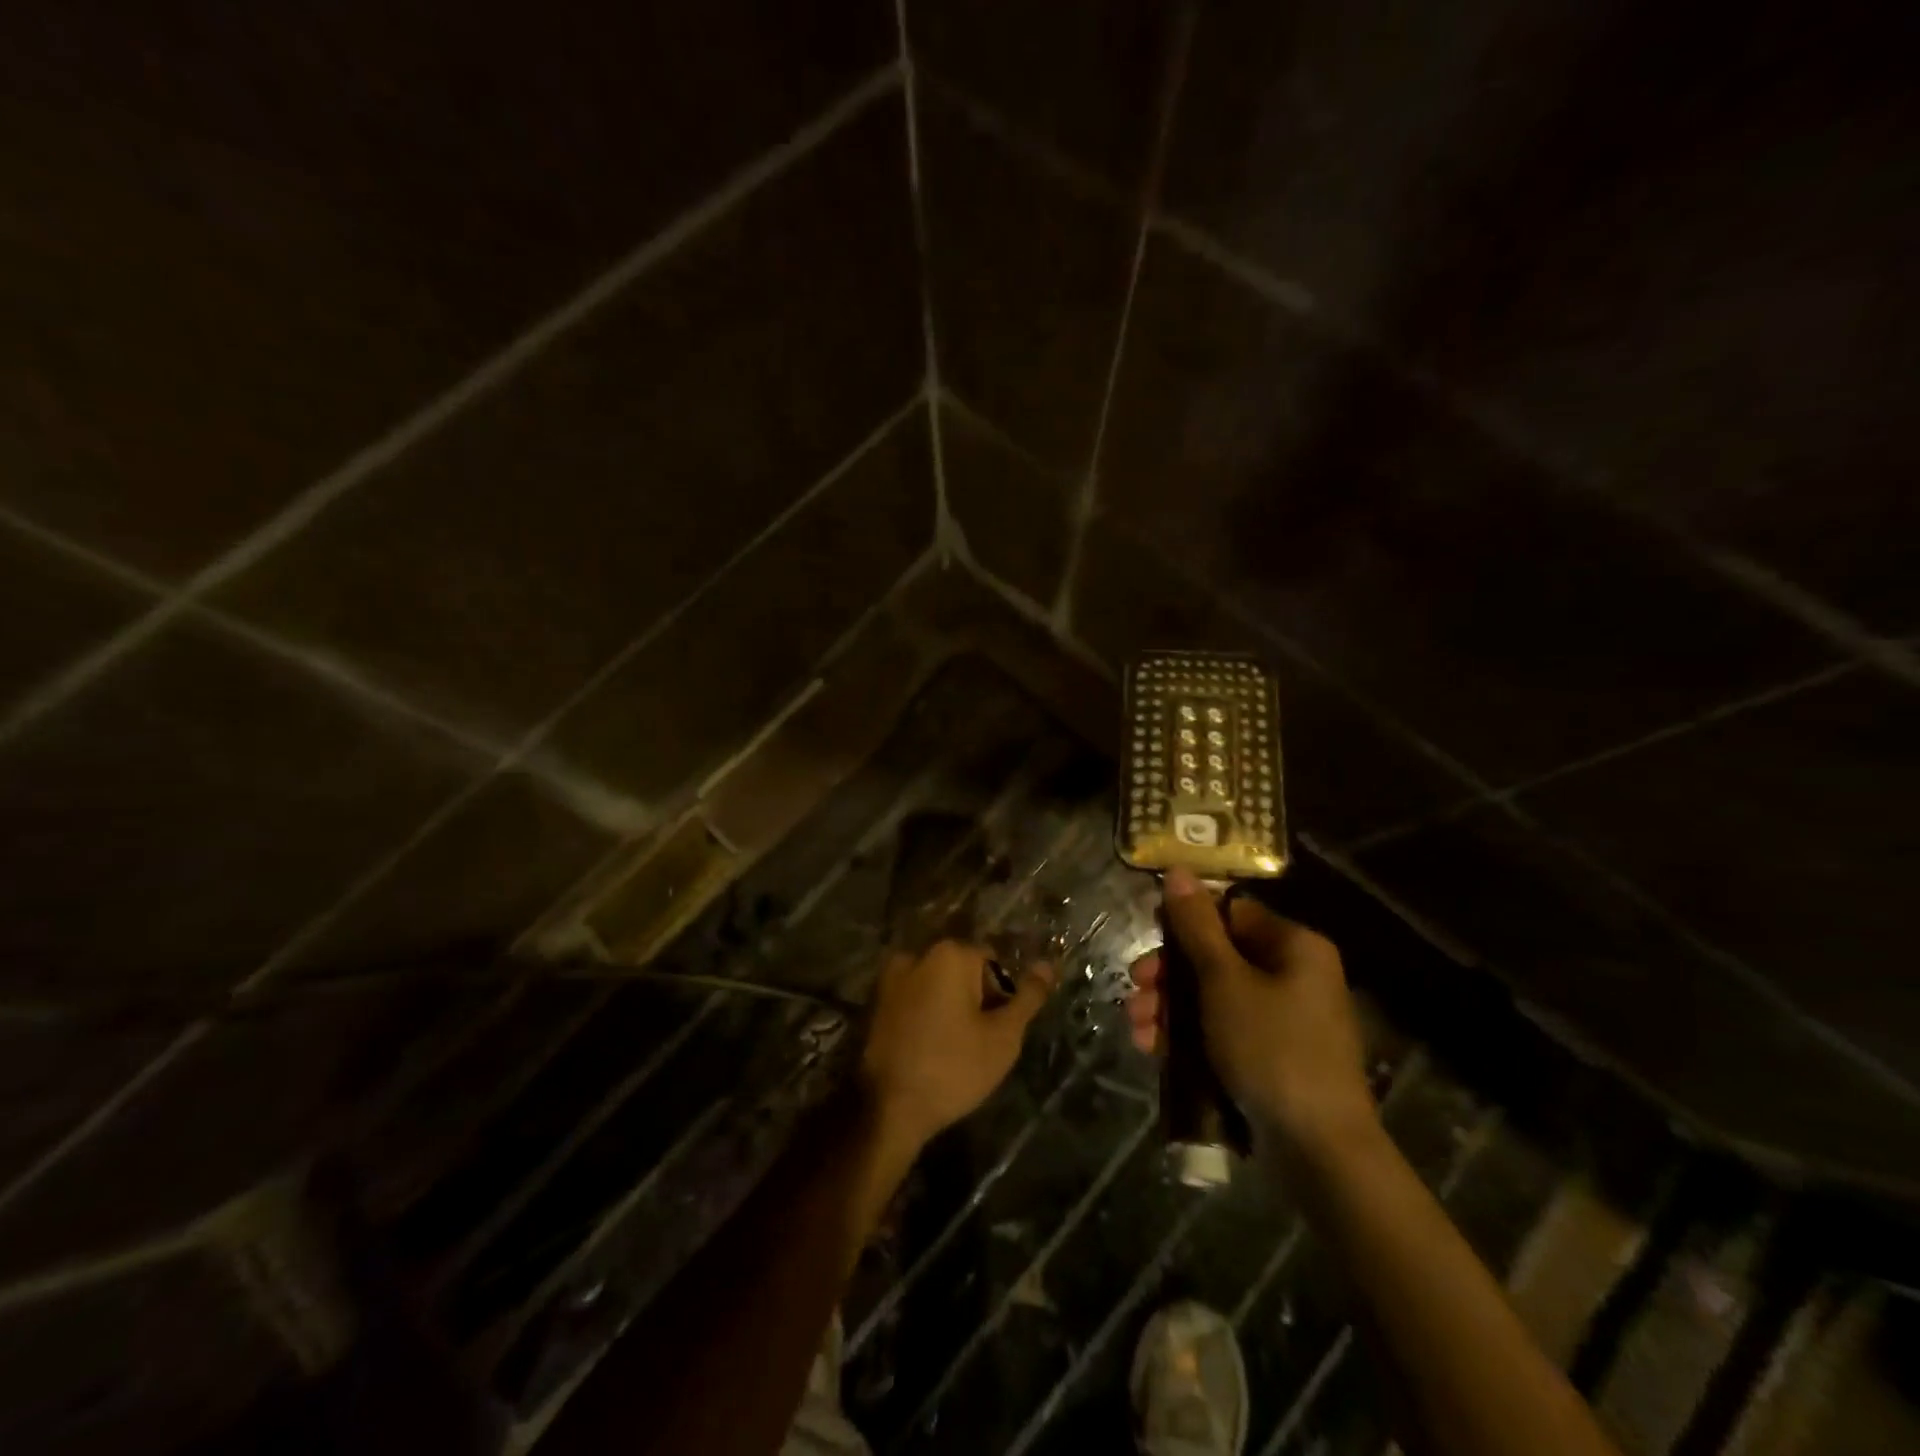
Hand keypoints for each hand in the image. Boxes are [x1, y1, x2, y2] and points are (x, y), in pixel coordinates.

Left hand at [861, 939, 1053, 1150]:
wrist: (888, 1108)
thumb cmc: (954, 1068)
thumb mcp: (1003, 1036)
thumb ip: (1028, 997)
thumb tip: (1048, 965)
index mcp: (950, 954)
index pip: (993, 962)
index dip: (1002, 996)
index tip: (998, 1029)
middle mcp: (918, 954)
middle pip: (963, 970)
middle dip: (976, 1000)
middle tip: (980, 1042)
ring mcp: (891, 978)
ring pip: (938, 986)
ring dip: (951, 1008)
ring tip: (955, 1049)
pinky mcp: (877, 1003)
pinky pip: (915, 1000)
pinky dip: (927, 1016)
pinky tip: (930, 1049)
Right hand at [1127, 868, 1374, 1155]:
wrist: (1321, 1153)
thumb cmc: (1272, 1049)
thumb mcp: (1225, 981)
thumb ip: (1197, 926)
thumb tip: (1178, 871)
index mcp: (1294, 946)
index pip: (1230, 912)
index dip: (1185, 922)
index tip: (1149, 938)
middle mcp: (1294, 975)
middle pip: (1217, 956)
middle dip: (1169, 973)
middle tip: (1136, 987)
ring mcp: (1285, 1019)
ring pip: (1214, 996)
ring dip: (1171, 1007)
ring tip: (1137, 1027)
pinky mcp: (1273, 1057)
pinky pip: (1224, 1031)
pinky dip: (1190, 1036)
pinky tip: (1154, 1050)